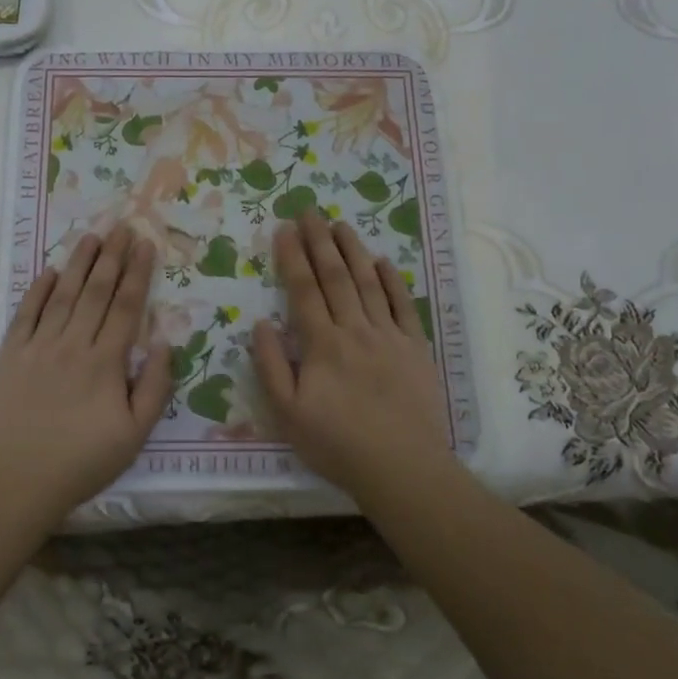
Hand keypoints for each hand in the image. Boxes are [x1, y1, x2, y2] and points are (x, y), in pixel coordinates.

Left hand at [0, 225, 172, 522]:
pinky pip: (26, 314)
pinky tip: (50, 271)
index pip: (126, 306)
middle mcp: (73, 344)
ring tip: (91, 236)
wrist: (17, 483)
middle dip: (112, 256)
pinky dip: (39, 290)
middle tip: (122, 225)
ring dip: (79, 263)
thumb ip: (155, 387)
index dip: (138, 272)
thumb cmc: (82, 462)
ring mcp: (38, 347)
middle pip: (97, 291)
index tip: (146, 244)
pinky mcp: (10, 356)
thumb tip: (165, 343)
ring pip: (63, 295)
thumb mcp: (134, 435)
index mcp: (106, 362)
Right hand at [252, 212, 452, 498]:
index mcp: (322, 344)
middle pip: (335, 276)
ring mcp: (389, 336)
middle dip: (319, 241)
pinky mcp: (416, 348)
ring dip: (353, 250)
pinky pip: (403, 305)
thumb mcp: (287, 413)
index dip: (292, 257)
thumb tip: (261, 323)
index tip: (283, 229)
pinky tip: (383, 261)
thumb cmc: (337, 444)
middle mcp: (355, 329)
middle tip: (309, 211)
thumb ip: (272, 365)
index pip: (304, 290)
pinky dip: (393, 280)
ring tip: (340, 224)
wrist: (402, 467)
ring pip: (369, 282)